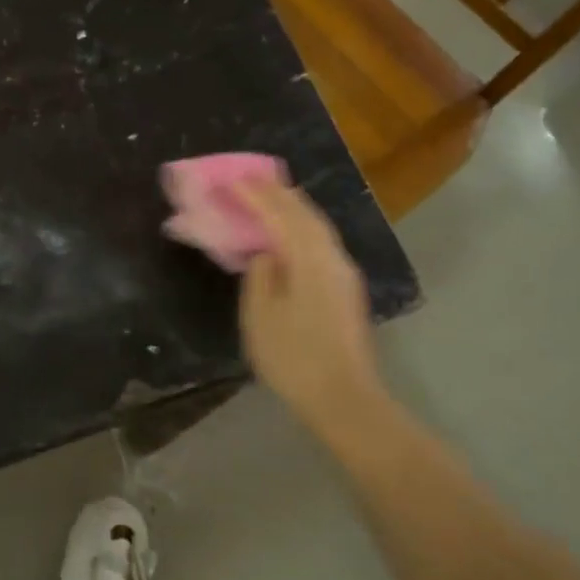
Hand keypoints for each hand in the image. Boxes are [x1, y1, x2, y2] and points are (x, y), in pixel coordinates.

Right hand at [236, 180, 381, 434]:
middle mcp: (332, 258)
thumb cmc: (294, 358)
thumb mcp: (261, 317)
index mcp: (309, 259)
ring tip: (270, 196)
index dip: (256, 195)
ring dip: (293, 208)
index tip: (233, 179)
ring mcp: (344, 274)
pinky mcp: (346, 291)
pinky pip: (321, 243)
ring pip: (318, 228)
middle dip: (278, 193)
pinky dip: (302, 227)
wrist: (344, 399)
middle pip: (306, 214)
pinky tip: (291, 233)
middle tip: (252, 179)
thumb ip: (260, 276)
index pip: (281, 215)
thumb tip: (266, 255)